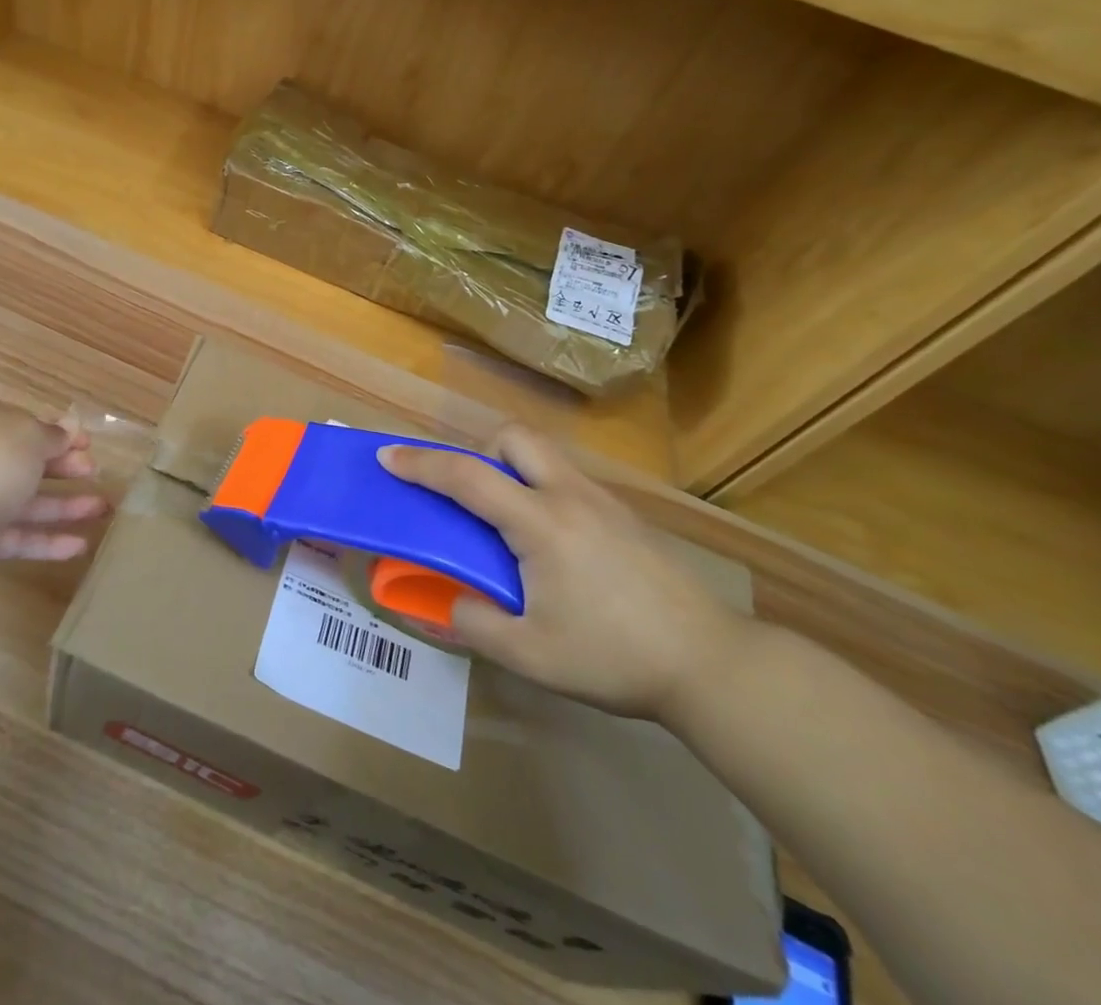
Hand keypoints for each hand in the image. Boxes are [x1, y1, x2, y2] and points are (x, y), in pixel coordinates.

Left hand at [0, 394, 109, 563]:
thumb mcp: (32, 435)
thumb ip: (53, 434)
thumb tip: (68, 428)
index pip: (21, 422)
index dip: (57, 431)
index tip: (86, 442)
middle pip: (25, 461)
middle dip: (64, 467)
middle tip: (95, 471)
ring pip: (24, 500)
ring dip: (65, 505)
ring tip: (103, 510)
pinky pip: (16, 535)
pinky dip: (47, 539)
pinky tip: (80, 546)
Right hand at [379, 427, 751, 721]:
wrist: (712, 664)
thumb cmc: (615, 657)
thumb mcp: (532, 656)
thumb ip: (476, 626)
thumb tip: (450, 605)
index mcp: (540, 523)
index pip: (467, 477)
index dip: (421, 464)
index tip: (387, 456)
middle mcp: (569, 496)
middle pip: (514, 436)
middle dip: (478, 450)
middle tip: (468, 494)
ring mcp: (603, 502)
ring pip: (544, 454)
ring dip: (510, 466)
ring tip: (505, 519)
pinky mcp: (626, 517)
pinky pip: (566, 479)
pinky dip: (539, 488)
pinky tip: (550, 543)